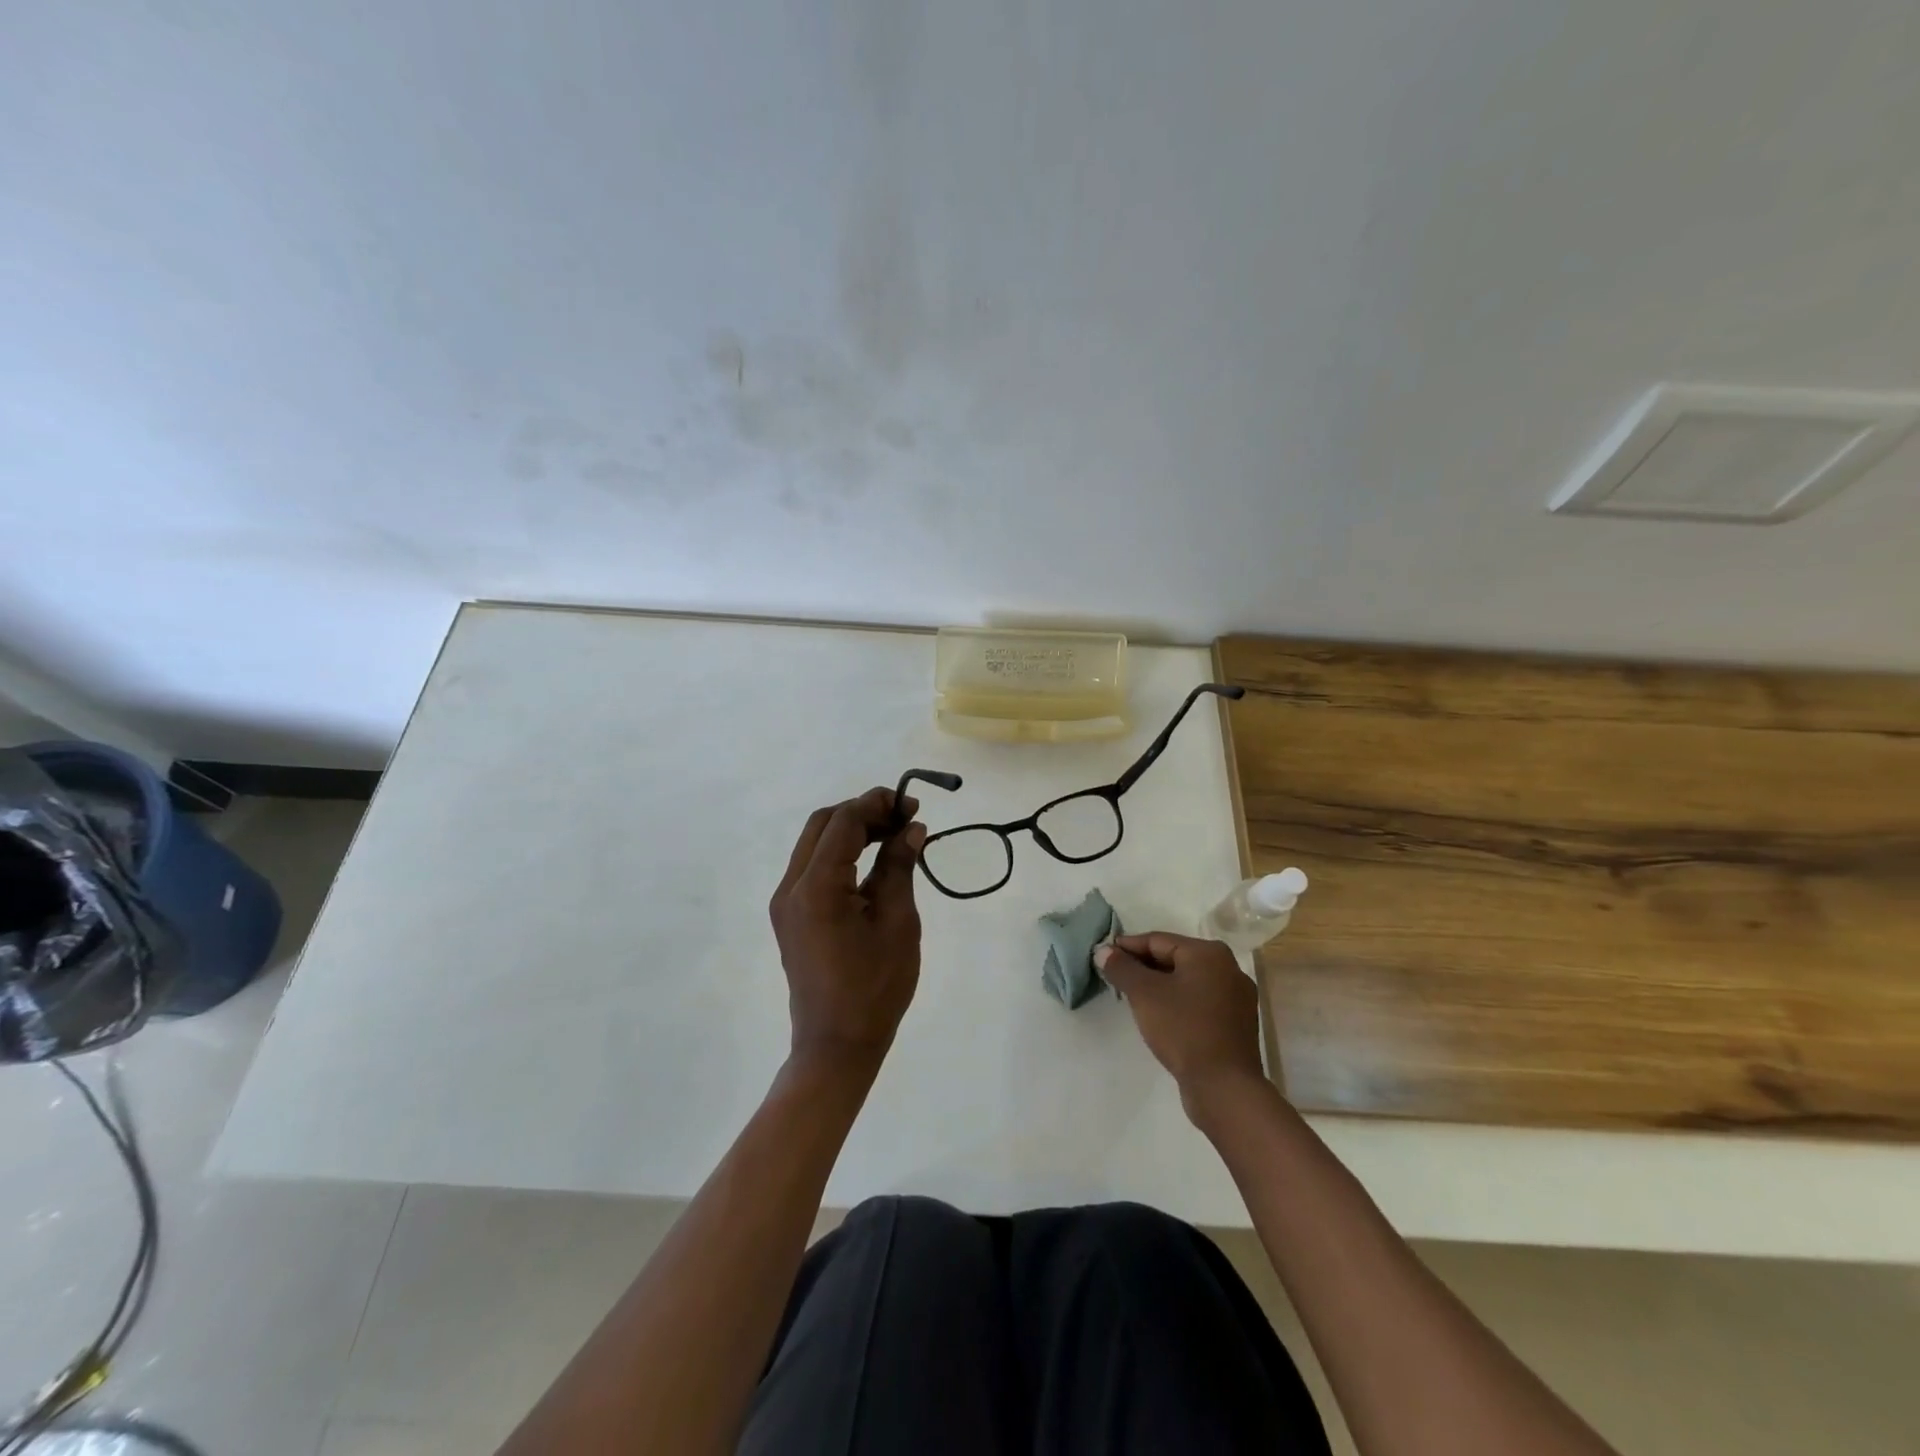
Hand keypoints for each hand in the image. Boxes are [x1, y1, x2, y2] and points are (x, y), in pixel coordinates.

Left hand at [770, 786, 925, 1079]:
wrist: (836, 1045)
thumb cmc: (875, 987)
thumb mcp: (897, 922)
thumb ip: (899, 867)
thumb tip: (911, 829)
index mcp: (817, 887)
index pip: (844, 822)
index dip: (879, 804)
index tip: (913, 807)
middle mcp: (791, 886)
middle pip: (823, 824)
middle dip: (864, 812)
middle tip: (904, 820)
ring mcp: (786, 902)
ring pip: (815, 843)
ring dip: (852, 831)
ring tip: (894, 836)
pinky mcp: (791, 915)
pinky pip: (813, 867)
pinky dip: (841, 854)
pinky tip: (873, 862)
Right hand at [1095, 932, 1267, 1117]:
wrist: (1224, 1087)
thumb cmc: (1183, 1029)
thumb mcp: (1144, 994)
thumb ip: (1122, 968)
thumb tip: (1103, 951)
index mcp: (1209, 953)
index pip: (1158, 940)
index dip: (1127, 947)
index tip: (1104, 956)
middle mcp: (1229, 968)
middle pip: (1175, 959)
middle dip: (1143, 967)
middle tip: (1115, 976)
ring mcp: (1237, 998)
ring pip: (1187, 981)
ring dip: (1160, 986)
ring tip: (1134, 997)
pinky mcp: (1237, 1024)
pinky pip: (1199, 1002)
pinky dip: (1178, 1003)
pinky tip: (1161, 1017)